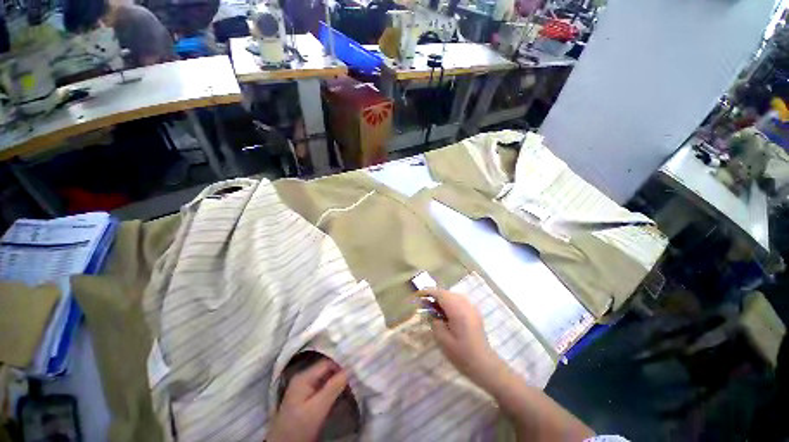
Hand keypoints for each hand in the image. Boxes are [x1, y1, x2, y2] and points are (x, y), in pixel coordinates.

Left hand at [267, 358, 348, 441]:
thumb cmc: (299, 427)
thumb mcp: (317, 408)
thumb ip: (333, 387)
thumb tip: (350, 369)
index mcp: (303, 377)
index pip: (327, 363)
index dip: (342, 364)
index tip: (356, 369)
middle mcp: (304, 378)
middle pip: (327, 369)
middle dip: (341, 372)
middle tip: (356, 376)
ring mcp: (305, 388)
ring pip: (326, 378)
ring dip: (338, 380)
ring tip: (353, 382)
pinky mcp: (307, 398)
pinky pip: (324, 386)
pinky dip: (333, 387)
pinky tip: (342, 391)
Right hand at [421, 289, 505, 388]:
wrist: (484, 364)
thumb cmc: (461, 354)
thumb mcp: (442, 339)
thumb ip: (434, 321)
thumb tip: (430, 311)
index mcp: (457, 310)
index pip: (440, 294)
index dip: (428, 292)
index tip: (417, 295)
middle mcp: (465, 304)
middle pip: (446, 293)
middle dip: (434, 295)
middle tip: (424, 304)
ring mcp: (471, 307)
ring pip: (453, 295)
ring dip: (442, 298)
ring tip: (433, 308)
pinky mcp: (474, 312)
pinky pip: (459, 301)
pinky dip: (450, 302)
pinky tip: (446, 312)